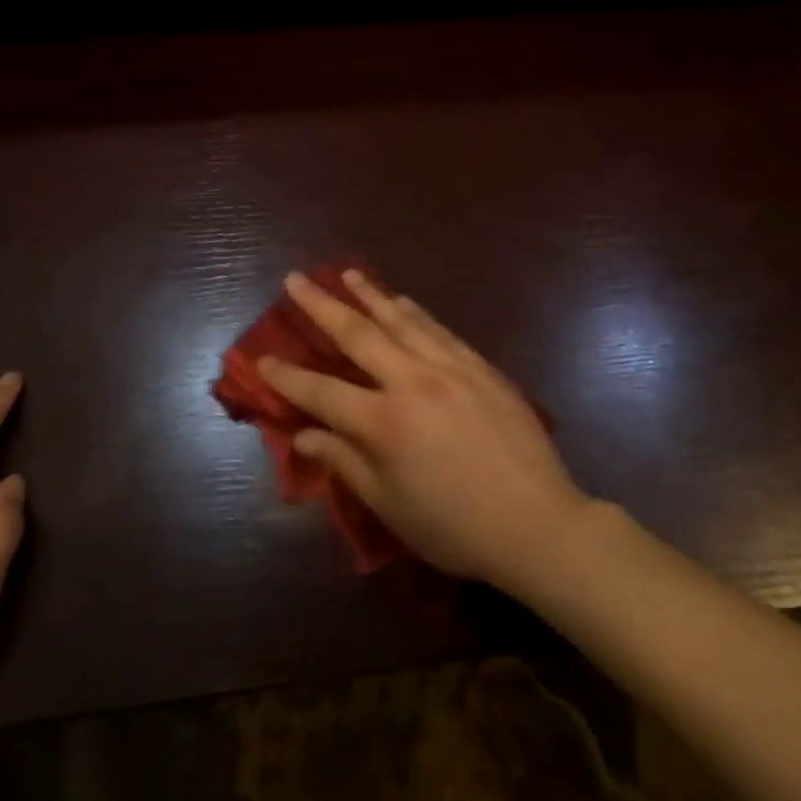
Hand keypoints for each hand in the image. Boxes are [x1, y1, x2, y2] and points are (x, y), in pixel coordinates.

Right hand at [259, 269, 590, 593]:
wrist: (539, 523)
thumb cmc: (456, 526)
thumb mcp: (391, 507)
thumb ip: (345, 463)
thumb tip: (304, 434)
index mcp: (384, 423)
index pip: (322, 392)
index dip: (287, 376)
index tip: (261, 357)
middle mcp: (412, 381)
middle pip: (357, 334)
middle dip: (320, 305)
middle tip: (295, 280)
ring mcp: (449, 367)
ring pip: (400, 319)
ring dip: (368, 294)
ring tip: (346, 273)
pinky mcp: (479, 366)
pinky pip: (438, 329)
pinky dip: (414, 311)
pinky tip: (401, 299)